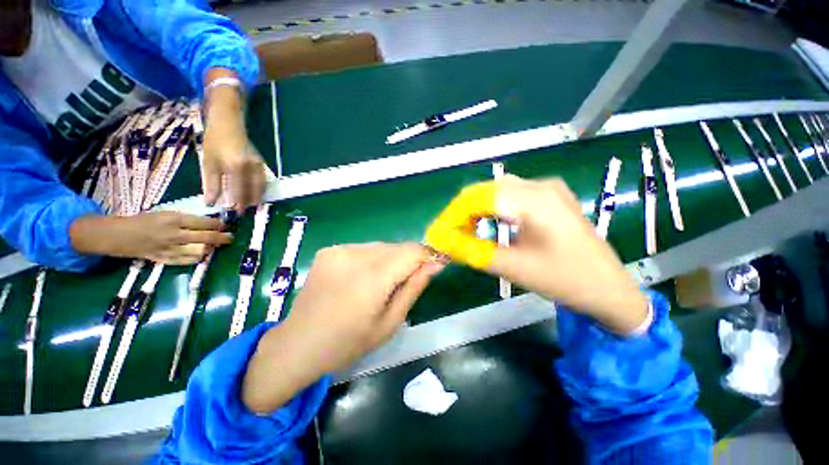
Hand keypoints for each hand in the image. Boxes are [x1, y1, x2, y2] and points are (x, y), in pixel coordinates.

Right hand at [70, 212, 231, 263]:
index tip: (225, 225)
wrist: (119, 235)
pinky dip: (198, 258)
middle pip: (206, 238)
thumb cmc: (145, 221)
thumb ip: (186, 220)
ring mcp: (169, 249)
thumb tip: (209, 224)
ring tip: (217, 246)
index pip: (203, 223)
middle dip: (222, 238)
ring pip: (199, 251)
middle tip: (230, 237)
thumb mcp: (166, 214)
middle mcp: (174, 234)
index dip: (218, 225)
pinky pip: (187, 261)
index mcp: (173, 220)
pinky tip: (203, 254)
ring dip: (211, 248)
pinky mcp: (164, 260)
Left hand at [201, 80, 267, 209]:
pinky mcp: (261, 163)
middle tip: (245, 213)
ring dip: (257, 197)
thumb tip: (211, 203)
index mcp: (236, 166)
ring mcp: (259, 165)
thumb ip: (211, 184)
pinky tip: (256, 194)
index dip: (237, 203)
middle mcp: (251, 167)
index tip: (235, 214)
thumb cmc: (215, 140)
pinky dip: (260, 189)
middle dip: (249, 202)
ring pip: (261, 186)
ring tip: (253, 207)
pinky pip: (263, 180)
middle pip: (253, 190)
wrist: (228, 122)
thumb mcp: (208, 162)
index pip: (239, 191)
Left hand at [242, 243, 442, 413]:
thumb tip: (436, 263)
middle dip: (408, 260)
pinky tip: (360, 278)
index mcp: (371, 279)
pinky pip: (363, 248)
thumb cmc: (348, 343)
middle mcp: (354, 256)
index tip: (435, 265)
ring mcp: (339, 250)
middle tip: (403, 283)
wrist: (298, 343)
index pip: (412, 251)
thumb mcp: (390, 322)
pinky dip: (371, 260)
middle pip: (397, 247)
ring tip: (380, 284)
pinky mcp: (329, 250)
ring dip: (389, 260)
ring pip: (381, 246)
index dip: (427, 256)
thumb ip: (414, 287)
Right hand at [425, 176, 647, 333]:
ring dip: (476, 209)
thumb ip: (473, 251)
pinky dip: (492, 208)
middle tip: (449, 234)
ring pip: (497, 191)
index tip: (438, 233)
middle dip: (462, 211)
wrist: (610, 288)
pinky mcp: (549, 197)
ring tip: (463, 230)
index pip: (479, 197)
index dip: (453, 214)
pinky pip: (511, 195)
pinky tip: (487, 223)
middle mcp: (540, 186)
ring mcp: (547, 189)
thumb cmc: (566, 280)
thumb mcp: (514, 268)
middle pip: (486, 190)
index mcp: (535, 200)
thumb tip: (443, 242)